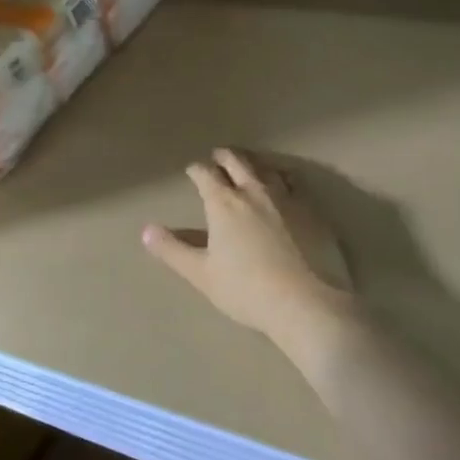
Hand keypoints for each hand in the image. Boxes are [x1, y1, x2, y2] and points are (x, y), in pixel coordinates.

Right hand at [142, 149, 354, 345]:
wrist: (308, 303)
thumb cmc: (248, 291)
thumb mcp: (202, 275)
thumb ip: (173, 250)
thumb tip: (146, 230)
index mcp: (224, 203)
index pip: (205, 174)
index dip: (196, 170)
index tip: (192, 170)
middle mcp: (255, 190)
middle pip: (237, 161)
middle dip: (224, 156)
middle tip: (218, 156)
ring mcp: (288, 197)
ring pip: (267, 167)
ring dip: (254, 163)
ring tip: (250, 165)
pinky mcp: (313, 209)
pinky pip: (295, 183)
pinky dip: (283, 177)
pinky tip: (285, 185)